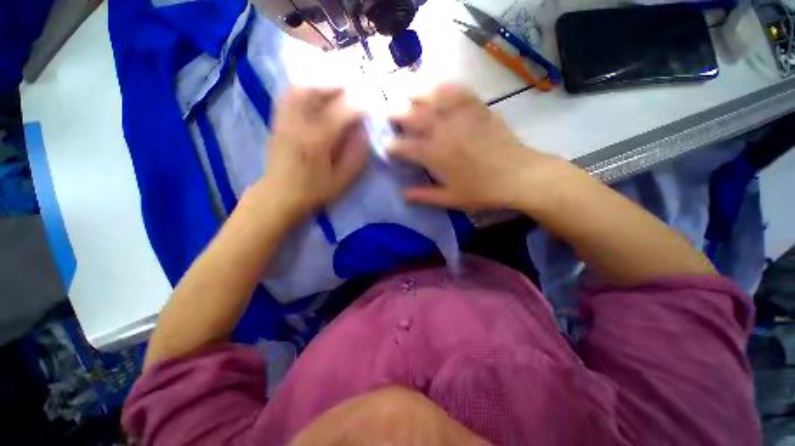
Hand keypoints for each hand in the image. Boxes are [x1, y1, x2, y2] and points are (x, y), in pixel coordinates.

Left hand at [258, 86, 368, 221]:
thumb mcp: (341, 180)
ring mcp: (284, 120)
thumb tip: (364, 132)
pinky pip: (288, 94)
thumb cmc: (313, 191)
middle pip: (316, 90)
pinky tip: (315, 90)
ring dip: (320, 81)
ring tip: (336, 85)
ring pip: (300, 87)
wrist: (279, 196)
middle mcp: (298, 124)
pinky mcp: (277, 121)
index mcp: (317, 142)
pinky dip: (304, 87)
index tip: (370, 103)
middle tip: (354, 87)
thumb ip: (355, 156)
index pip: (340, 112)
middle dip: (339, 84)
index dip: (358, 104)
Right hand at [388, 84, 566, 209]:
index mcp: (434, 155)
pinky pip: (458, 91)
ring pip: (432, 97)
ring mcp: (460, 116)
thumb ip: (423, 196)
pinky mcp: (477, 108)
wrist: (518, 175)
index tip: (386, 146)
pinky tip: (439, 86)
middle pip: (412, 116)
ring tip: (407, 92)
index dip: (392, 146)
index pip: (404, 147)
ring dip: (416, 93)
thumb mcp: (450, 199)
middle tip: (387, 112)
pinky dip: (446, 86)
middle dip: (395, 113)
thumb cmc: (482, 190)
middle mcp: (442, 131)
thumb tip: (401, 195)